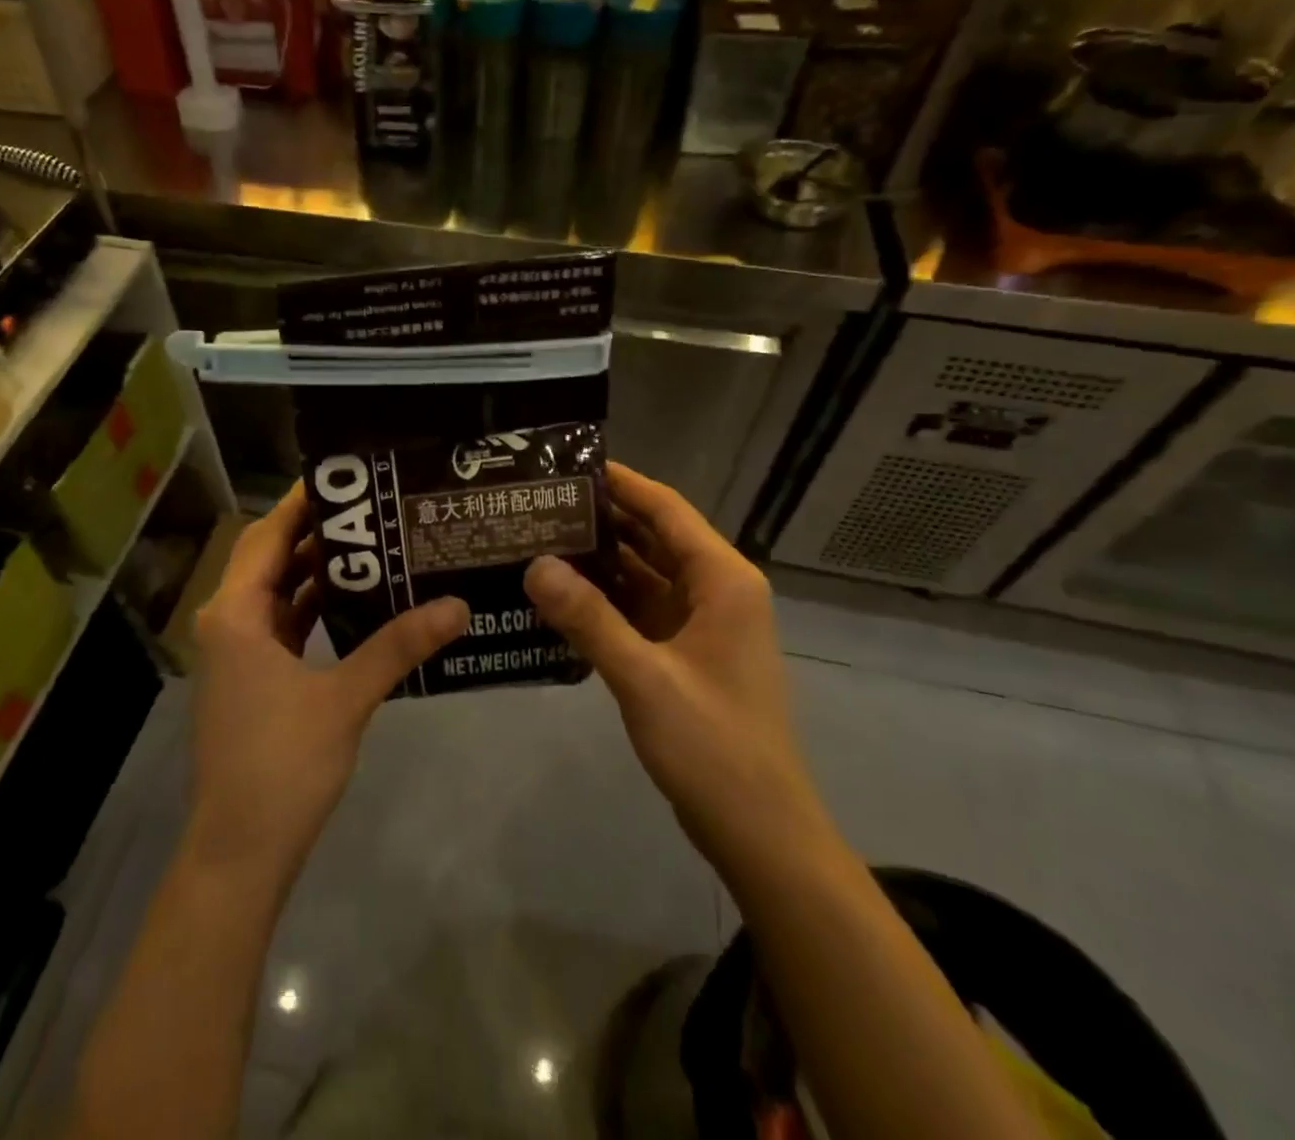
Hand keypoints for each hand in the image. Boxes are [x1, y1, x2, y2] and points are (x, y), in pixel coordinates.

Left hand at [188, 485, 468, 886]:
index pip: (268, 535)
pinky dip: (313, 607)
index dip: (303, 503)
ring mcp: (238, 652)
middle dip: (317, 533)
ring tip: (375, 544)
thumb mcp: (345, 698)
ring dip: (317, 571)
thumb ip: (400, 646)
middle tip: (374, 508)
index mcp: (235, 613)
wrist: (240, 851)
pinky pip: (282, 624)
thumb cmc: (282, 765)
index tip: (347, 477)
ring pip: (277, 592)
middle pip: (271, 557)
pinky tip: (358, 602)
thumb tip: (458, 604)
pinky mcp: (252, 677)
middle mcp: (228, 621)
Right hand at [524, 463, 822, 881]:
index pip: (666, 509)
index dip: (621, 483)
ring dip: (600, 558)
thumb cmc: (713, 745)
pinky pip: (641, 608)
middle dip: (602, 518)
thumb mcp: (644, 677)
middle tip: (540, 502)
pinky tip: (561, 592)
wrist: (759, 830)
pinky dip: (606, 598)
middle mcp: (716, 590)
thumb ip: (588, 618)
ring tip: (539, 537)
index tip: (569, 464)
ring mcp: (701, 623)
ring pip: (645, 573)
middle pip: (654, 536)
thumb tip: (535, 564)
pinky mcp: (685, 652)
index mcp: (723, 580)